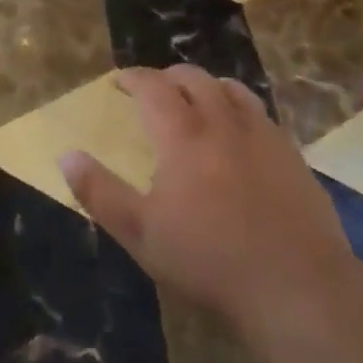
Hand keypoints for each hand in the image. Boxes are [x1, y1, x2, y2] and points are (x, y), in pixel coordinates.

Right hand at [59, 66, 356, 334]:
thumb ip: (100, 192)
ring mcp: (263, 135)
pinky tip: (239, 134)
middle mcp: (223, 122)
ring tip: (196, 100)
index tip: (118, 80)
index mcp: (183, 135)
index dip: (133, 77)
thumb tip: (66, 155)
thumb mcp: (141, 233)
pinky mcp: (291, 154)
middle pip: (194, 79)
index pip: (153, 86)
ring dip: (207, 86)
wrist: (296, 285)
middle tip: (154, 90)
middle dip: (168, 77)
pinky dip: (239, 109)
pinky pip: (261, 113)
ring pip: (232, 89)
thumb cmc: (209, 260)